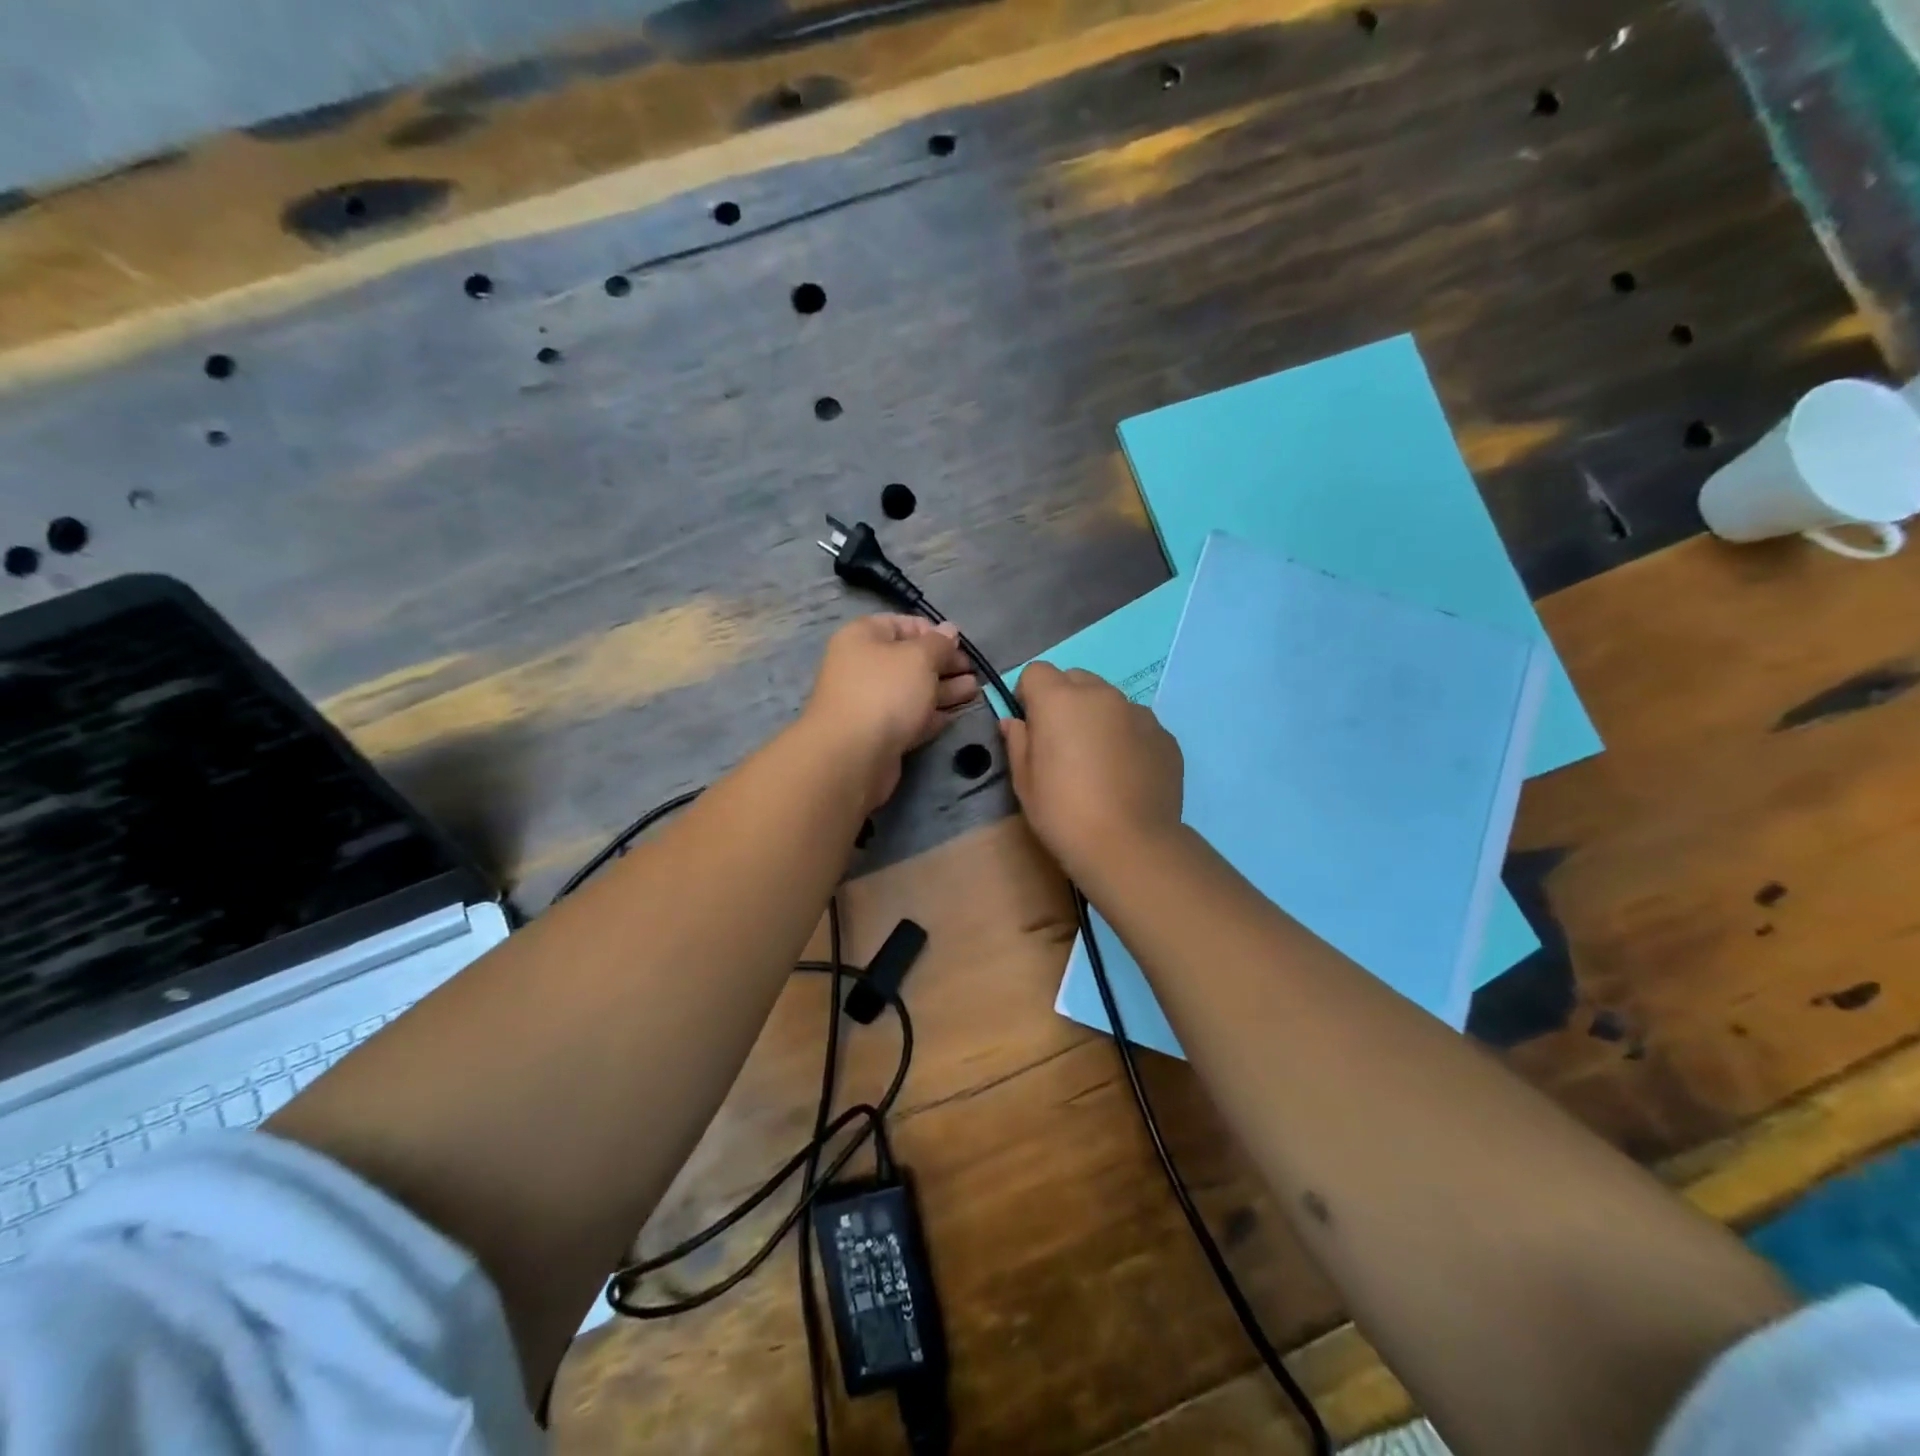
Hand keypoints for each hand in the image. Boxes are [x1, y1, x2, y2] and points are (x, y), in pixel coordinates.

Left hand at [801, 615, 978, 809]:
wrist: (853, 755)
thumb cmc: (886, 692)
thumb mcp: (919, 658)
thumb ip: (939, 643)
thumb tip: (949, 630)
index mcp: (862, 637)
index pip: (901, 624)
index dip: (932, 632)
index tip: (959, 644)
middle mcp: (862, 666)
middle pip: (908, 659)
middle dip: (943, 664)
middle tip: (973, 671)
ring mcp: (869, 702)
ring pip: (912, 690)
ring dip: (944, 689)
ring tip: (975, 691)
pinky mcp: (878, 733)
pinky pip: (908, 717)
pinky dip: (931, 715)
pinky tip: (955, 715)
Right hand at [1000, 663, 1183, 883]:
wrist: (1130, 846)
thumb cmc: (1064, 814)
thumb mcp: (1024, 782)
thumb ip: (1017, 742)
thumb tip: (1015, 722)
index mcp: (1060, 700)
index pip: (1037, 672)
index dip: (1029, 696)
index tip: (1031, 728)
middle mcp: (1102, 695)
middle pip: (1076, 679)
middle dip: (1065, 701)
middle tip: (1063, 744)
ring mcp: (1139, 713)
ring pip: (1110, 702)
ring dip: (1098, 719)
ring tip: (1099, 763)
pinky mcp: (1165, 736)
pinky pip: (1137, 725)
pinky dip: (1127, 739)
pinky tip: (1126, 776)